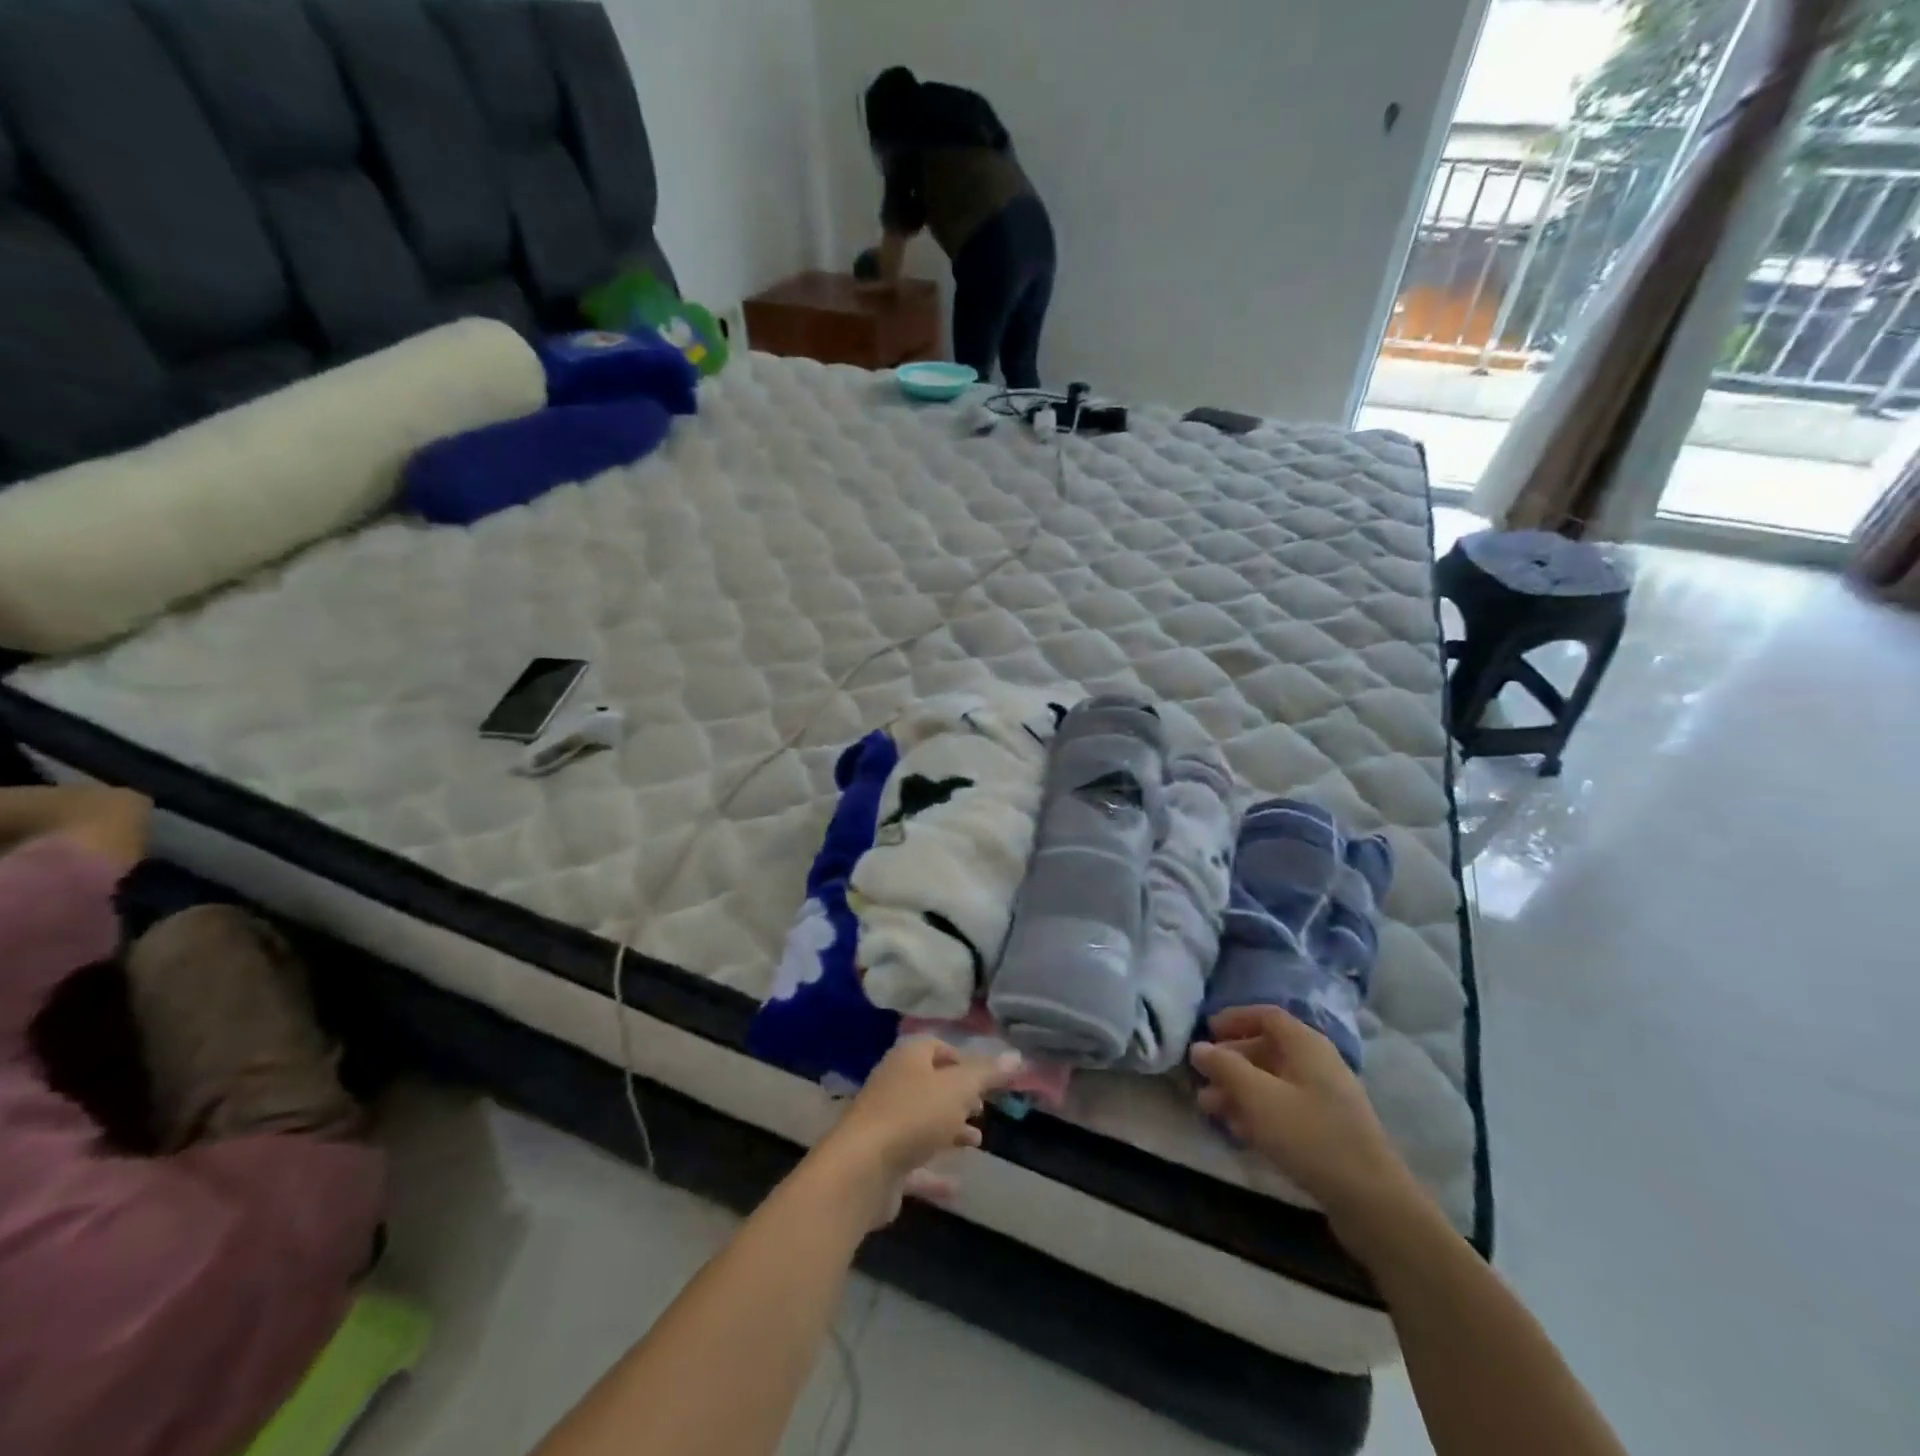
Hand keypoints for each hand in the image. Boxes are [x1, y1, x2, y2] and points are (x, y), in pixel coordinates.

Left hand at [815, 1040, 1020, 1226]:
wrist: (861, 1169)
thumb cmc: (914, 1115)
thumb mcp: (959, 1088)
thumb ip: (987, 1074)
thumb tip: (1017, 1055)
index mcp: (908, 1058)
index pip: (936, 1046)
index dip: (961, 1059)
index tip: (984, 1078)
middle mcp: (894, 1085)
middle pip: (930, 1085)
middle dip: (957, 1096)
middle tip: (981, 1109)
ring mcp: (885, 1124)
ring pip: (923, 1123)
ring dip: (949, 1131)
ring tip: (976, 1142)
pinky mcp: (883, 1162)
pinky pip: (915, 1164)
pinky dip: (935, 1173)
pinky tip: (957, 1185)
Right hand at [1189, 1007, 1423, 1241]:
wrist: (1373, 1202)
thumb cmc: (1310, 1137)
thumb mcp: (1258, 1098)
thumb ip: (1225, 1067)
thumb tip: (1199, 1047)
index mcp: (1306, 1045)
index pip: (1266, 1016)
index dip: (1234, 1019)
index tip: (1206, 1031)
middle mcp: (1318, 1064)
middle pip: (1267, 1049)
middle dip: (1231, 1061)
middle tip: (1201, 1078)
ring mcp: (1325, 1098)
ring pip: (1273, 1081)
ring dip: (1239, 1090)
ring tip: (1210, 1108)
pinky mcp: (1327, 1129)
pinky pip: (1285, 1107)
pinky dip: (1258, 1111)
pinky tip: (1238, 1130)